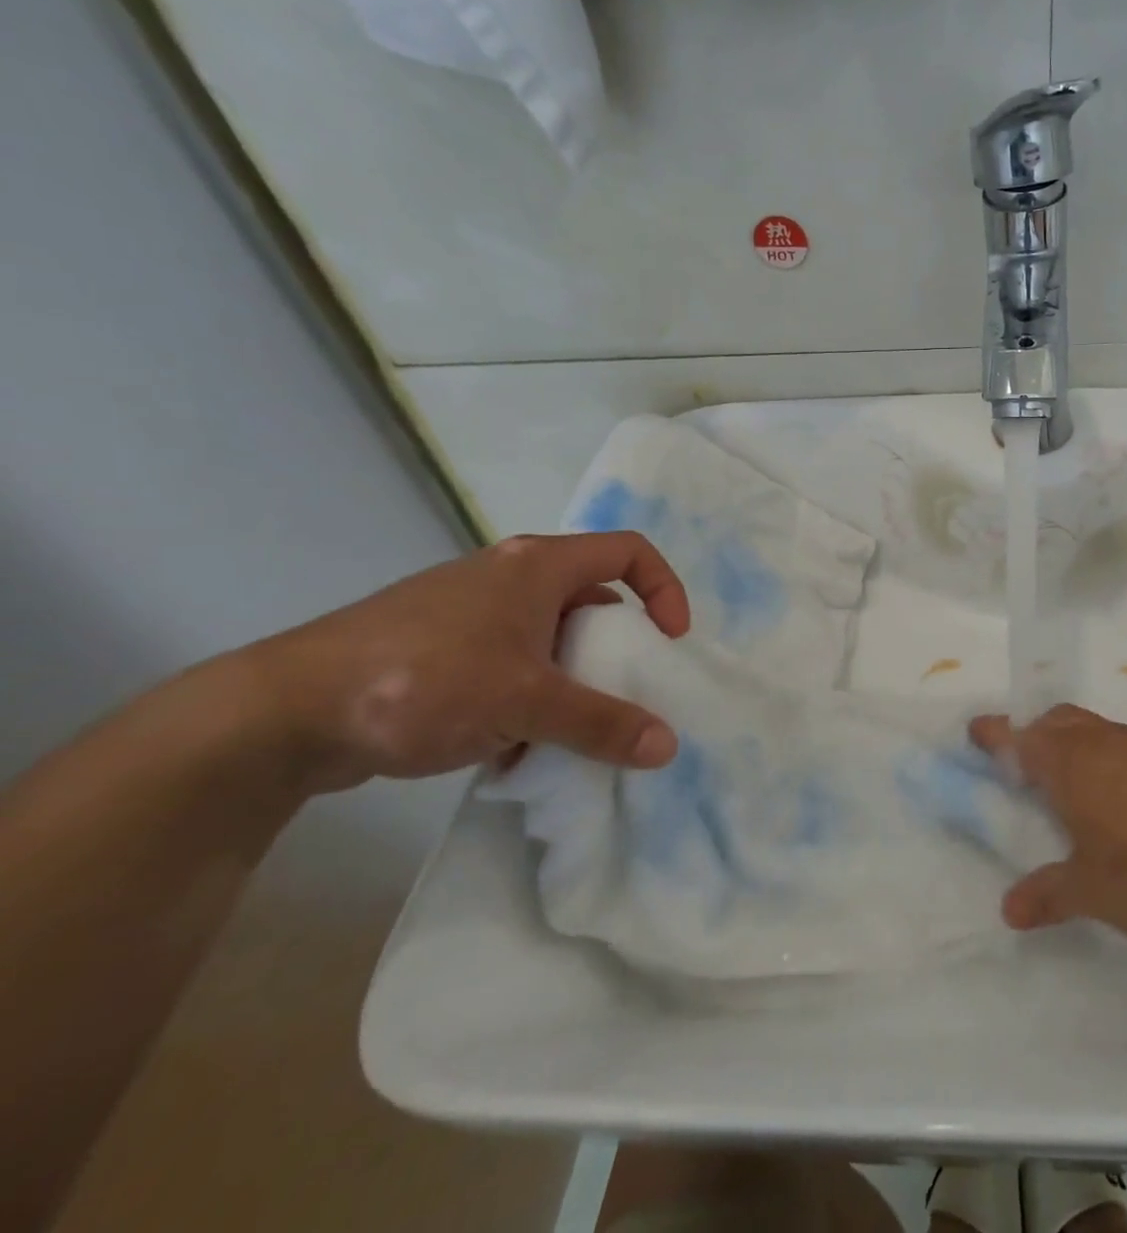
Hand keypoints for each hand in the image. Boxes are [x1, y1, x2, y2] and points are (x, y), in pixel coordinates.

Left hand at [245, 532, 691, 794]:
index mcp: (539, 565)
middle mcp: (510, 576)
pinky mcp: (442, 646)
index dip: (665, 590)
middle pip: (593, 598)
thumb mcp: (527, 703)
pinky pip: (513, 661)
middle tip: (624, 691)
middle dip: (617, 647)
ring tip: (568, 727)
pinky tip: (513, 742)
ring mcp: (472, 611)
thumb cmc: (425, 681)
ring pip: (551, 636)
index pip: (631, 552)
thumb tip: (668, 747)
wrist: (283, 714)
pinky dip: (530, 694)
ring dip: (572, 678)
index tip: (669, 642)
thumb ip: (602, 723)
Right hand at [968, 704, 1126, 945]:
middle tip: (1016, 766)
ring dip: (1066, 742)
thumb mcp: (1096, 892)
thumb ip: (1050, 895)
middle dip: (1029, 734)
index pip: (1017, 737)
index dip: (992, 734)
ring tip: (1063, 784)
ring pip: (1087, 728)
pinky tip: (1114, 797)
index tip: (973, 734)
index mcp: (1068, 762)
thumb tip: (1009, 907)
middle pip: (1052, 721)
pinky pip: (1116, 742)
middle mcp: (1098, 741)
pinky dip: (1099, 755)